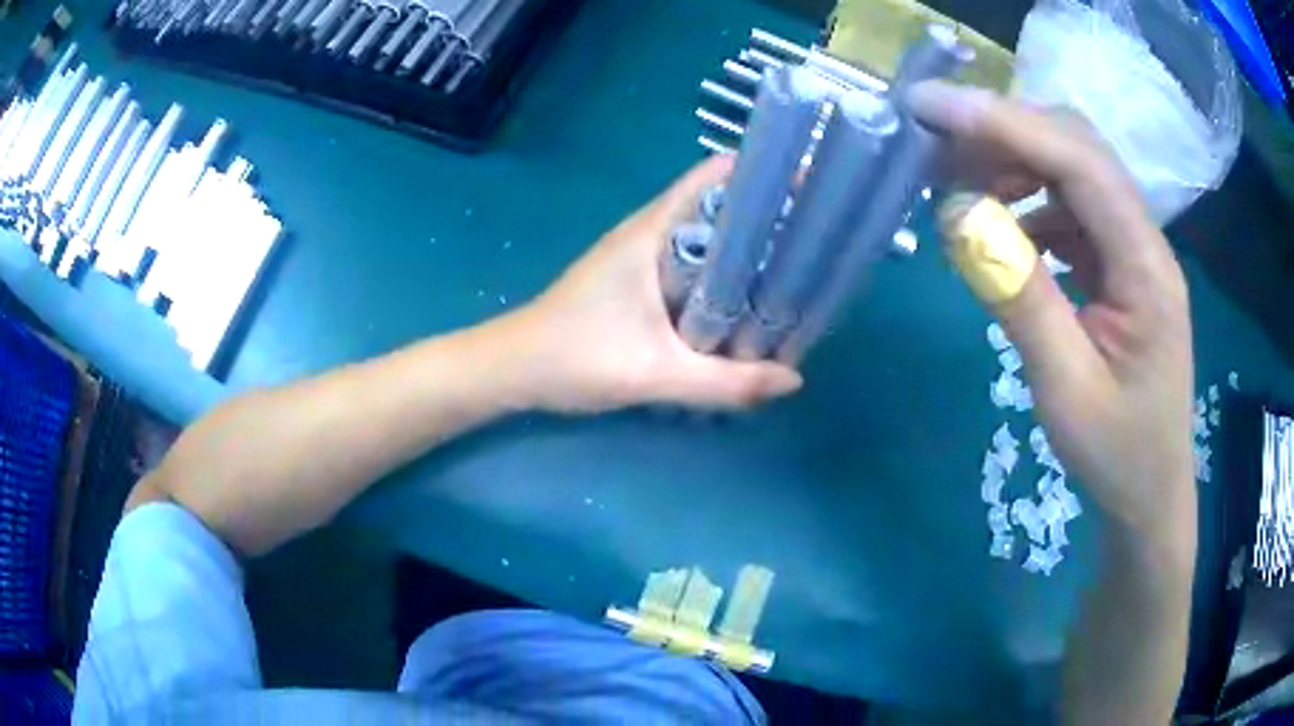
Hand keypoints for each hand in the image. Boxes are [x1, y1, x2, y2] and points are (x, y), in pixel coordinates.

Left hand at [505, 156, 801, 413]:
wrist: (512, 369)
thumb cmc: (573, 357)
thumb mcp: (653, 374)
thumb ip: (725, 382)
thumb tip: (793, 380)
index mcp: (652, 231)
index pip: (713, 176)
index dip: (761, 171)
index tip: (808, 184)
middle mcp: (649, 232)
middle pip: (719, 204)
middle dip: (766, 213)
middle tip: (816, 235)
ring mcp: (641, 255)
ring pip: (706, 236)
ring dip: (746, 245)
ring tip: (795, 265)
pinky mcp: (637, 280)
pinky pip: (691, 263)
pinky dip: (722, 272)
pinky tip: (747, 300)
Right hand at [911, 81, 1195, 545]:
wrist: (1150, 495)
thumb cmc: (1116, 455)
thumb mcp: (1065, 389)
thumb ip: (1020, 297)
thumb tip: (959, 216)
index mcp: (1146, 268)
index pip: (1079, 162)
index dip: (1006, 124)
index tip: (931, 109)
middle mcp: (1146, 241)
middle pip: (1079, 148)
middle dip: (1006, 131)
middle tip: (936, 143)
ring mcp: (1135, 251)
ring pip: (1074, 171)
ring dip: (1015, 162)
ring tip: (961, 185)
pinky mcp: (1121, 266)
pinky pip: (1073, 208)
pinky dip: (1030, 201)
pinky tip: (1003, 227)